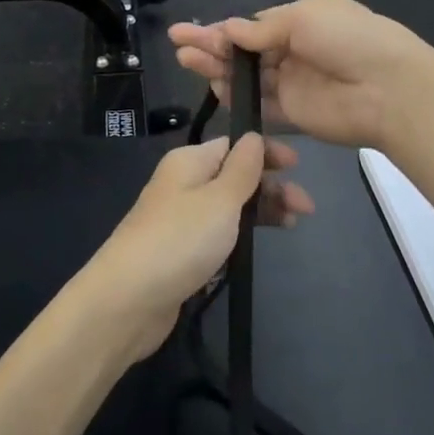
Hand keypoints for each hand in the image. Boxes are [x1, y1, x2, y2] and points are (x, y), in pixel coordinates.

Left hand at [77, 134, 312, 360]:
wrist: (128, 299)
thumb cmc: (180, 240)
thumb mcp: (220, 199)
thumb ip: (242, 169)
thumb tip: (252, 136)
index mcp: (188, 162)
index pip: (233, 145)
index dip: (266, 153)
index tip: (298, 167)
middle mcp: (182, 184)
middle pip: (234, 175)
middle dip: (270, 186)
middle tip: (305, 209)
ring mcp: (179, 219)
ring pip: (228, 206)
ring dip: (260, 211)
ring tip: (291, 226)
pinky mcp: (180, 251)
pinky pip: (217, 233)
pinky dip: (240, 235)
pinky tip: (257, 247)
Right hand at [169, 0, 430, 150]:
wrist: (390, 89)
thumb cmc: (349, 40)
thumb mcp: (304, 19)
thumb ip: (263, 30)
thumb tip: (230, 29)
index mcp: (301, 22)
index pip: (253, 27)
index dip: (222, 29)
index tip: (190, 31)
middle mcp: (294, 52)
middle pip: (244, 51)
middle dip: (211, 46)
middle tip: (179, 45)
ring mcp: (293, 84)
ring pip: (247, 77)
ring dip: (217, 69)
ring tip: (187, 62)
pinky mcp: (294, 114)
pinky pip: (259, 105)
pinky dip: (236, 98)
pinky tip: (213, 89)